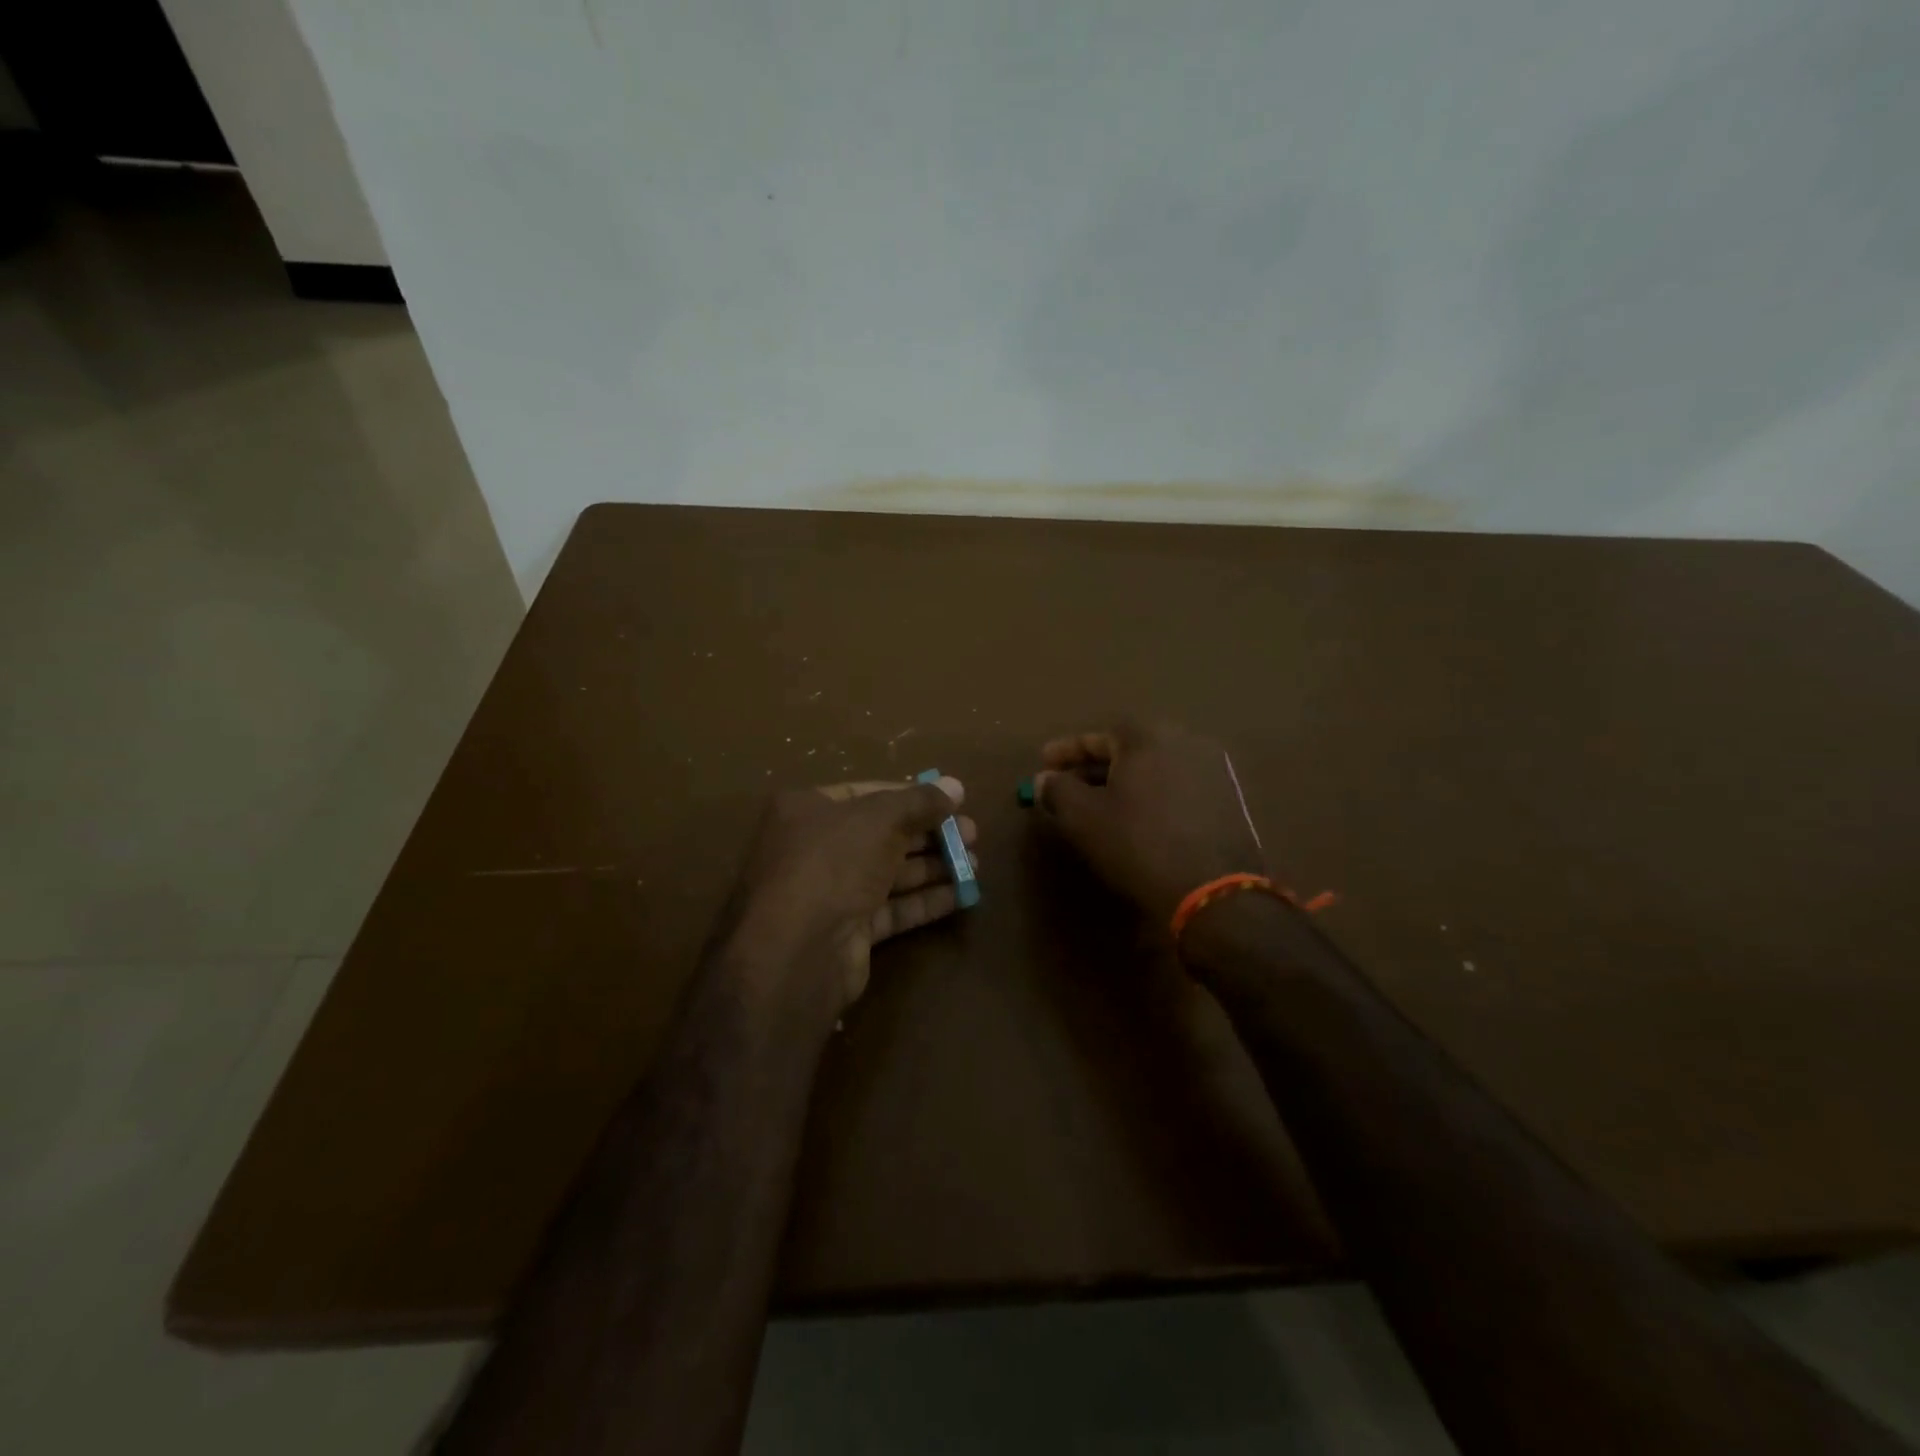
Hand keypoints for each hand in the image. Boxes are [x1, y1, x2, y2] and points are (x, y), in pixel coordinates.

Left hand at [724, 777, 976, 1011]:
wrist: (796, 951)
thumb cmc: (832, 863)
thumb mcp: (880, 819)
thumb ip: (920, 801)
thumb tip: (956, 786)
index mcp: (808, 809)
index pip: (867, 793)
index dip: (911, 795)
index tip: (951, 802)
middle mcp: (814, 848)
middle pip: (882, 834)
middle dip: (929, 834)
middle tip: (972, 835)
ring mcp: (829, 893)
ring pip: (889, 873)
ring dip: (932, 867)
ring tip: (975, 865)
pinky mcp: (847, 932)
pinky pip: (891, 909)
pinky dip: (924, 901)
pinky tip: (961, 896)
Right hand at [1034, 721, 1263, 924]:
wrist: (1213, 892)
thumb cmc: (1138, 844)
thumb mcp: (1084, 818)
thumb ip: (1058, 790)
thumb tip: (1044, 779)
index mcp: (1148, 736)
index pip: (1097, 735)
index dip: (1066, 751)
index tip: (1043, 764)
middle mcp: (1185, 740)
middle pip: (1128, 748)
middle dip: (1094, 765)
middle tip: (1068, 785)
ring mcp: (1213, 768)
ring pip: (1154, 767)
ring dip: (1124, 781)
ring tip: (1099, 804)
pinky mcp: (1228, 798)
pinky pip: (1177, 785)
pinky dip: (1151, 794)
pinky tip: (1137, 818)